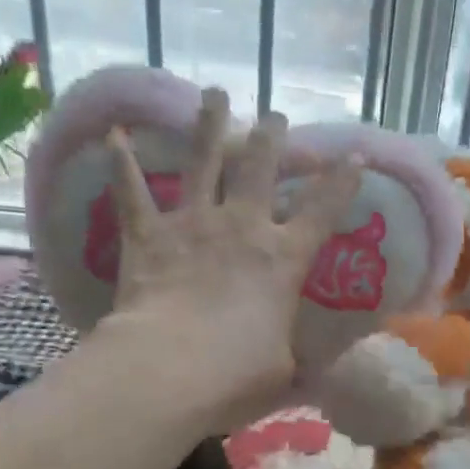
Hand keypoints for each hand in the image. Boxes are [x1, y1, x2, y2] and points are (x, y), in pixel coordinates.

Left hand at [99, 87, 358, 431]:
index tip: (354, 154)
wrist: (170, 369)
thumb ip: (304, 359)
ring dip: (210, 125)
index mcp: (284, 258)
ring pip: (204, 161)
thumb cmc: (238, 374)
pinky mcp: (148, 234)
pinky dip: (122, 162)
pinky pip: (132, 191)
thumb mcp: (287, 370)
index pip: (322, 210)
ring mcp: (193, 224)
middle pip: (260, 168)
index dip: (342, 181)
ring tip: (215, 94)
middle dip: (272, 138)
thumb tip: (329, 374)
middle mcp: (242, 227)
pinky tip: (115, 134)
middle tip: (276, 116)